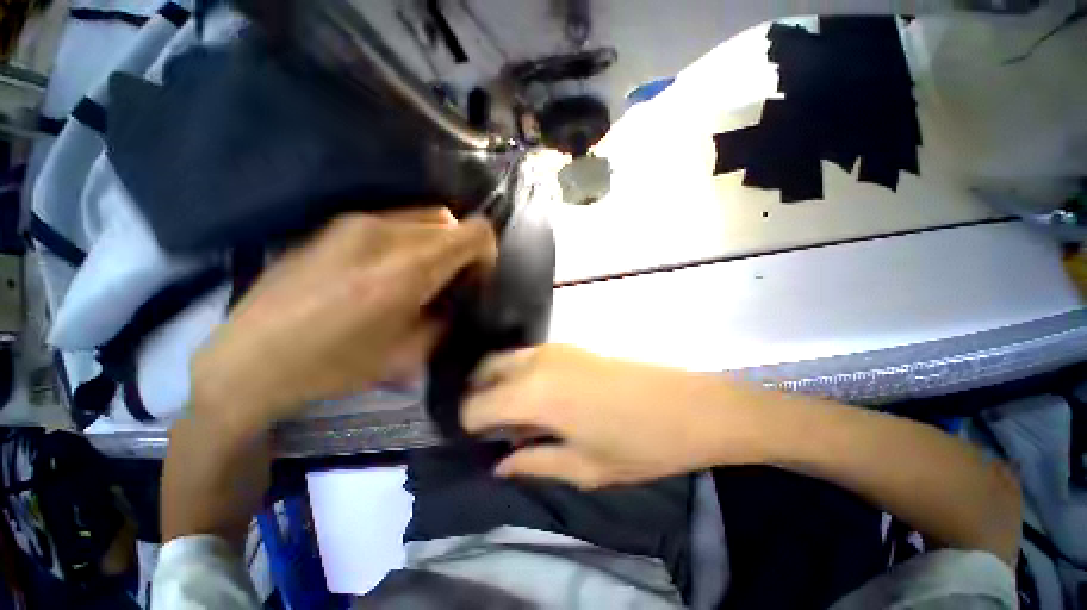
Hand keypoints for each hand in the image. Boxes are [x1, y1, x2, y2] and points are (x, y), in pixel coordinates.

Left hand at [190, 208, 496, 433]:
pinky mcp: (336, 224)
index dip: (486, 252)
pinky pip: (395, 220)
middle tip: (450, 281)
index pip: (474, 232)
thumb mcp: (407, 354)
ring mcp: (356, 222)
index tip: (476, 278)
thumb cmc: (334, 366)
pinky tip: (389, 268)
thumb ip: (445, 318)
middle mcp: (385, 233)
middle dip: (461, 249)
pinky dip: (410, 238)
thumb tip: (455, 299)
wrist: (250, 359)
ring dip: (435, 242)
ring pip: (424, 216)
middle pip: (451, 221)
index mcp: (407, 270)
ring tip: (420, 274)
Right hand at [462, 344, 767, 488]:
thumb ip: (533, 462)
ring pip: (506, 360)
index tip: (473, 443)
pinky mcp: (571, 345)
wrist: (689, 405)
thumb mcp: (584, 467)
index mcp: (534, 393)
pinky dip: (519, 375)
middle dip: (477, 398)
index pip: (476, 404)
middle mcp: (537, 361)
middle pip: (485, 371)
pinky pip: (528, 357)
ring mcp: (555, 347)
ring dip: (498, 384)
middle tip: (488, 429)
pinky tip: (535, 398)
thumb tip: (499, 463)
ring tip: (511, 416)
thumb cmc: (639, 444)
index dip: (467, 425)